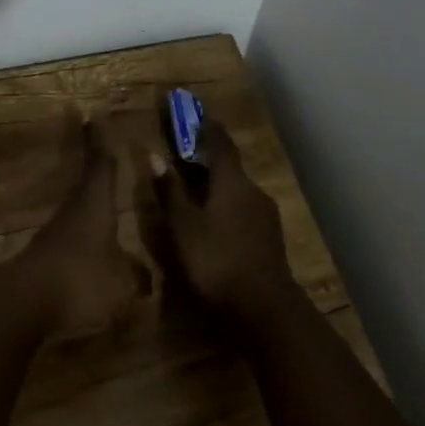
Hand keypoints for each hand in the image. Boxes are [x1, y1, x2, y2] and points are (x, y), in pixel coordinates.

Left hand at [12, 115, 152, 339]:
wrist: (26, 301)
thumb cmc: (81, 279)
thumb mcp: (121, 283)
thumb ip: (136, 277)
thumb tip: (147, 278)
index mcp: (95, 203)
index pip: (101, 163)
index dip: (99, 140)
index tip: (94, 114)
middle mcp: (75, 209)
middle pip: (88, 181)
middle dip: (97, 167)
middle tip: (105, 150)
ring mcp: (57, 232)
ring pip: (79, 208)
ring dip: (91, 202)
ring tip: (107, 203)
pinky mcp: (46, 255)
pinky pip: (72, 236)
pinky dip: (84, 234)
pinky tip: (93, 248)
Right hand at [146, 114, 297, 326]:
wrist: (266, 310)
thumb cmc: (217, 261)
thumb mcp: (183, 226)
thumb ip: (170, 191)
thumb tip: (154, 155)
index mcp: (232, 182)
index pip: (220, 143)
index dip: (207, 127)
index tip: (195, 114)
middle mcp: (253, 191)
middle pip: (229, 167)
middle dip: (208, 160)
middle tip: (185, 158)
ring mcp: (266, 216)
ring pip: (237, 191)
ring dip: (217, 186)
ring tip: (195, 193)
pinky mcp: (270, 239)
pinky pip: (244, 211)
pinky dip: (226, 208)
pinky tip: (214, 224)